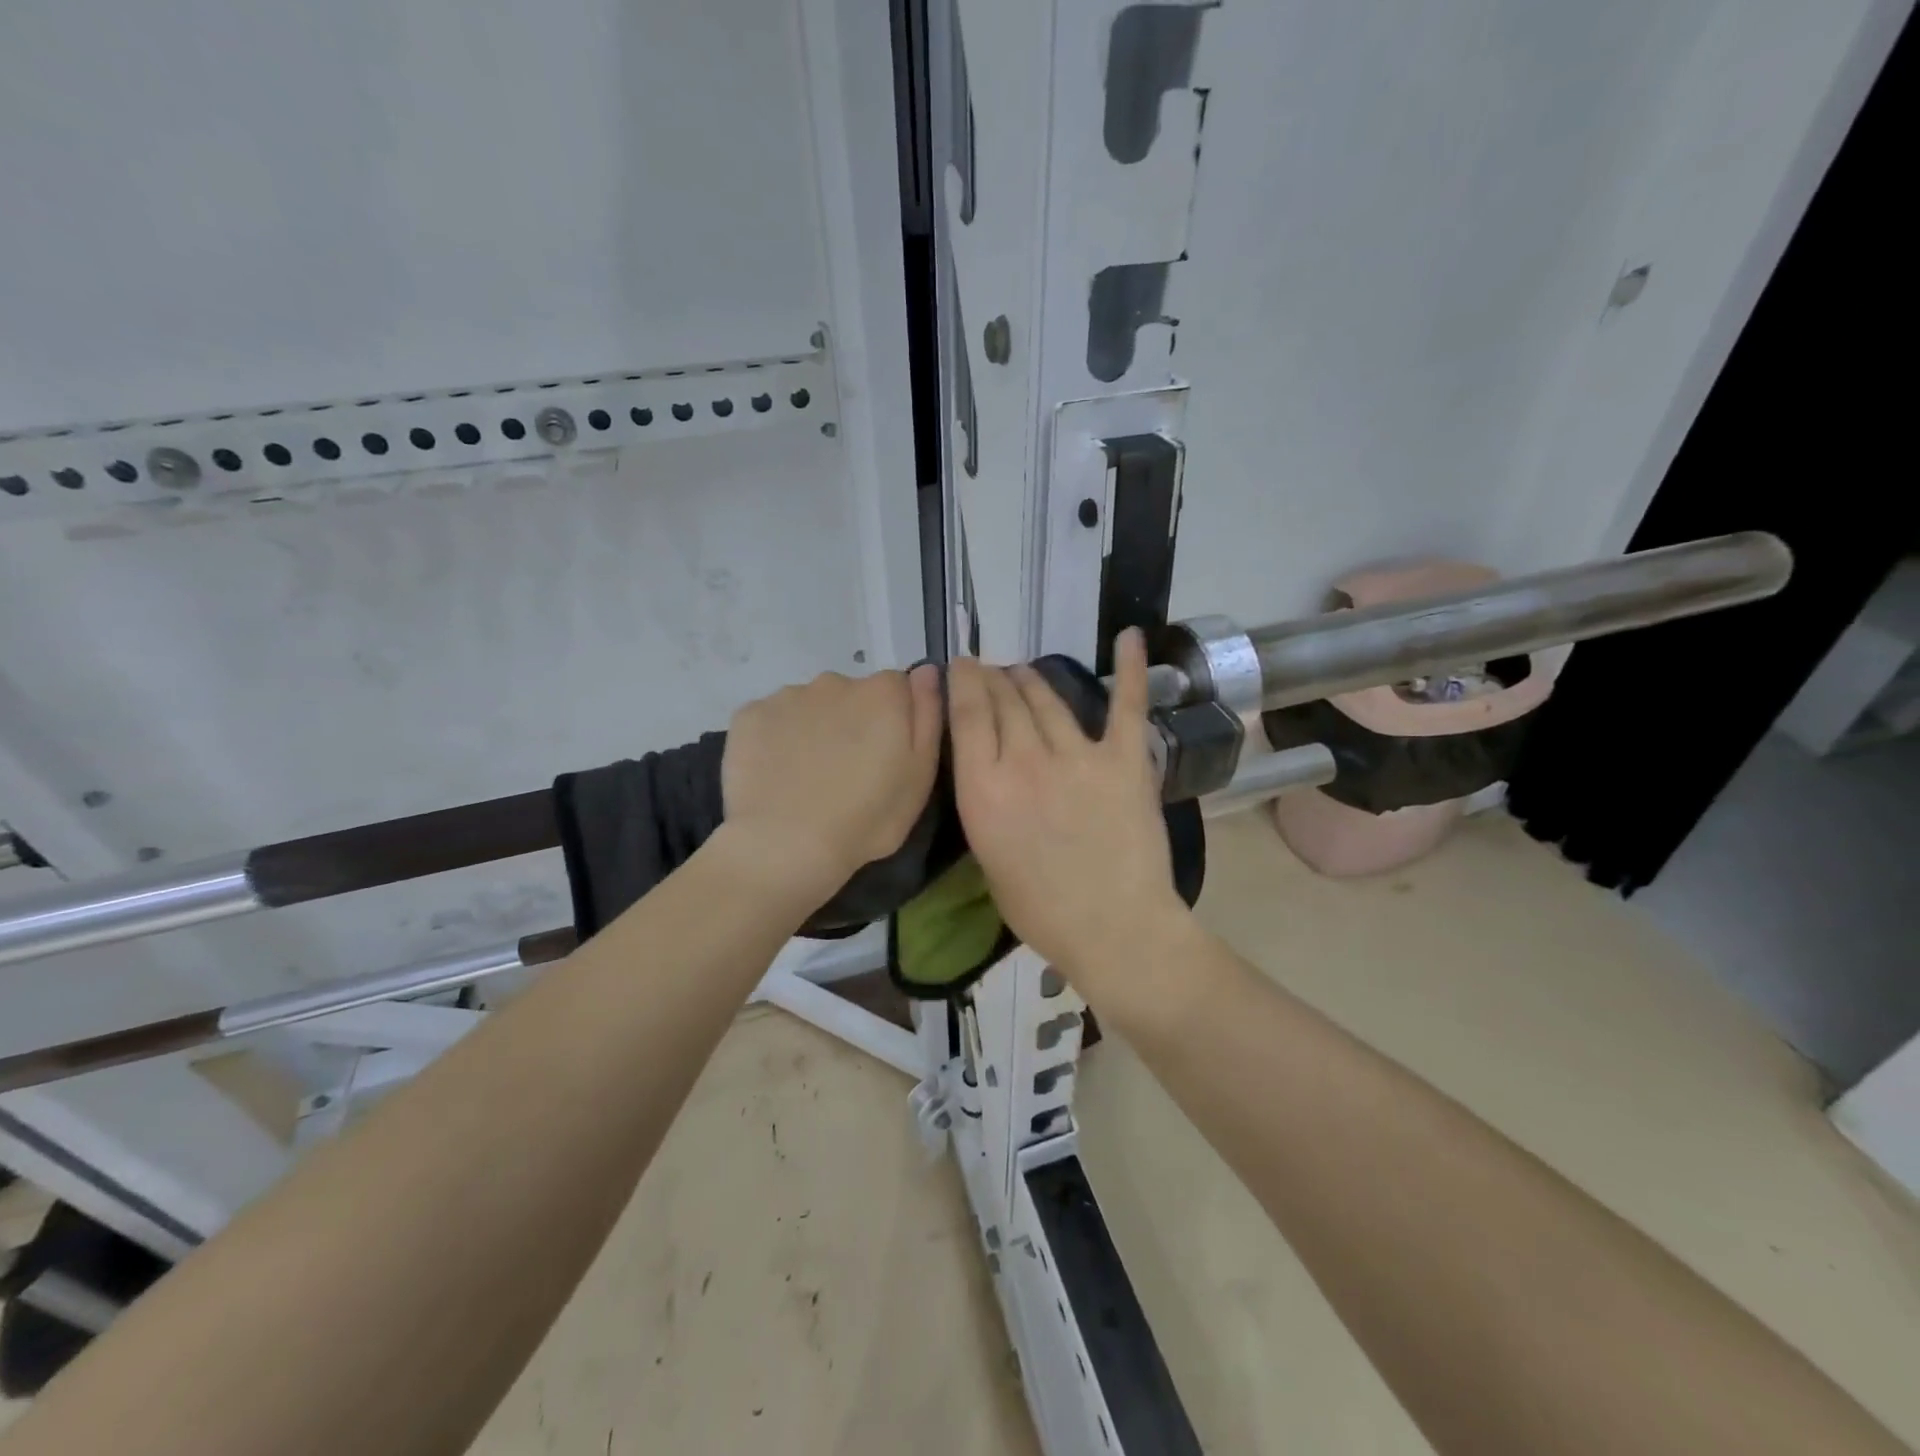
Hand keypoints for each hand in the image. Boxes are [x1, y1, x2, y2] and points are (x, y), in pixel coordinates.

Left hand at [720, 665, 942, 893]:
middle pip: (852, 695)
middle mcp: (835, 681)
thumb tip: (927, 670)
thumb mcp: (921, 774)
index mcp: (883, 693)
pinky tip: (777, 774)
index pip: (898, 689)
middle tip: (848, 771)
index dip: (896, 721)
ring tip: (809, 776)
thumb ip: (928, 714)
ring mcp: (788, 695)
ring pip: (810, 706)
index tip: (887, 755)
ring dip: (815, 729)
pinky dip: (777, 739)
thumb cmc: (867, 817)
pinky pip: (772, 720)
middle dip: (853, 722)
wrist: (785, 844)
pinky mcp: (749, 714)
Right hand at [948, 629, 1194, 992]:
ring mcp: (1078, 755)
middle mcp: (1025, 760)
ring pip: (1048, 697)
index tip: (961, 666)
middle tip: (991, 672)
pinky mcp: (1123, 759)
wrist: (1114, 929)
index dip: (963, 680)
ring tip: (1023, 671)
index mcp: (983, 788)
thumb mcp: (987, 854)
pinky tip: (1131, 635)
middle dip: (994, 678)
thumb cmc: (1040, 907)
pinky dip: (1131, 667)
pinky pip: (1126, 704)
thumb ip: (984, 799)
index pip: (967, 712)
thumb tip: (986, 764)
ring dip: (1031, 678)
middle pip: (1005, 698)